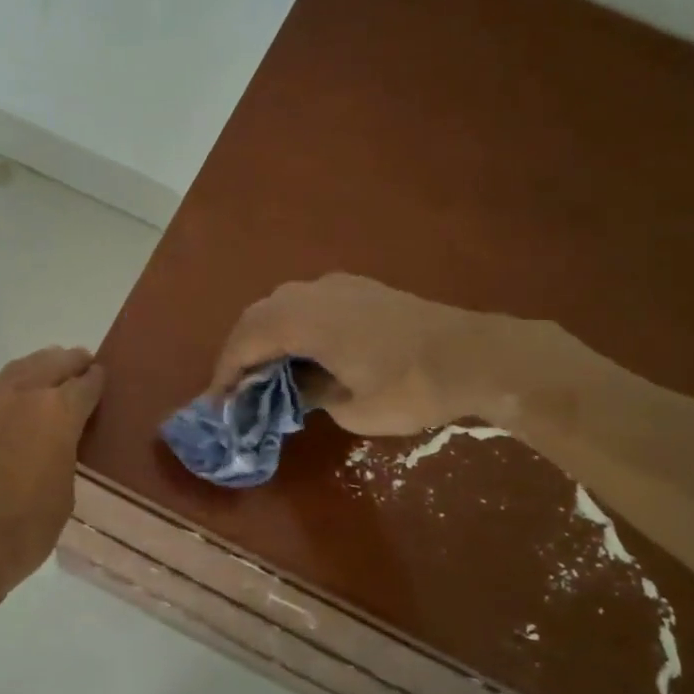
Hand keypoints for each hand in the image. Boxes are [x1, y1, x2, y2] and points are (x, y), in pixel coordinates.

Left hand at [0, 346, 104, 613]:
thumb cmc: (22, 530)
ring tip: (50, 377)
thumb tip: (59, 440)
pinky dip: (12, 386)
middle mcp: (22, 394)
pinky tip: (16, 401)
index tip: (103, 379)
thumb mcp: (64, 494)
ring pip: (20, 368)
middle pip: (53, 362)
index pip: (86, 383)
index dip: (98, 381)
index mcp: (58, 411)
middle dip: (71, 363)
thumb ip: (65, 454)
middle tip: (83, 367)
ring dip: (40, 368)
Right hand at [207, 274, 531, 436]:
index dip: (226, 372)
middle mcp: (313, 293)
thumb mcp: (353, 408)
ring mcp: (338, 286)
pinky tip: (304, 352)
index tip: (218, 403)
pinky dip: (293, 325)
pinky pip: (308, 302)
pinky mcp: (360, 289)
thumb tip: (303, 388)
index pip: (247, 341)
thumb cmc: (411, 387)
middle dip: (241, 352)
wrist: (475, 355)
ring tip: (265, 372)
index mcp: (304, 320)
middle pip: (258, 316)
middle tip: (236, 387)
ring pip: (282, 304)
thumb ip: (315, 396)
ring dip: (266, 335)